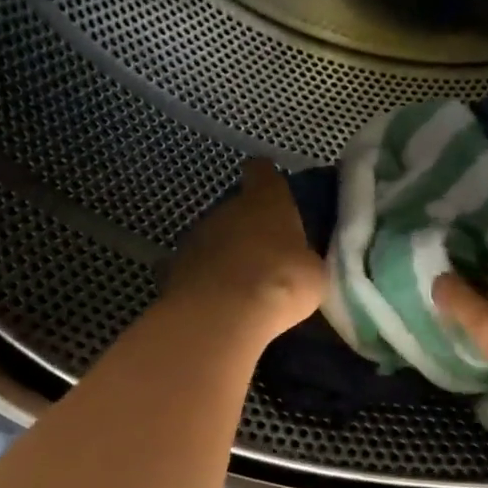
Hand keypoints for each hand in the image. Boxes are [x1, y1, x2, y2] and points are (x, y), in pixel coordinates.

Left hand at [168, 159, 324, 339]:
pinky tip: (213, 298)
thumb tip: (298, 261)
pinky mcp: (173, 266)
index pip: (263, 172)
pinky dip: (201, 278)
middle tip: (266, 254)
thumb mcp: (313, 273)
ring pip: (213, 236)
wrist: (223, 315)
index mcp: (266, 200)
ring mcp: (195, 235)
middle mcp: (227, 208)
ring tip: (240, 282)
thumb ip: (303, 258)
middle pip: (237, 208)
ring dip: (224, 253)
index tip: (274, 191)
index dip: (267, 180)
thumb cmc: (281, 283)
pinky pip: (192, 267)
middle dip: (248, 227)